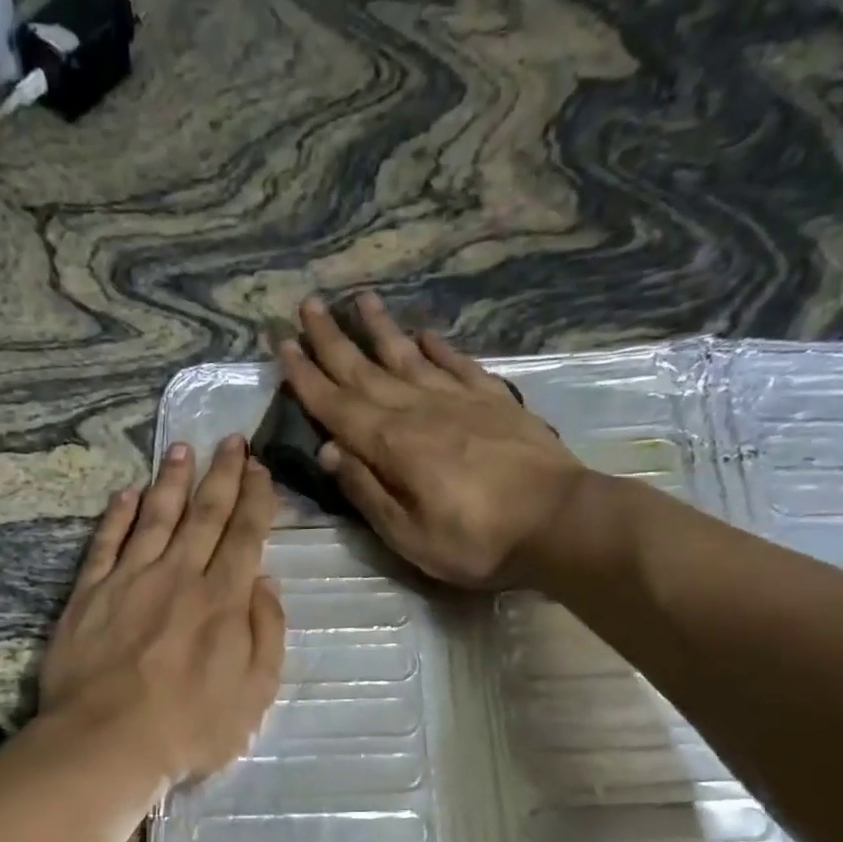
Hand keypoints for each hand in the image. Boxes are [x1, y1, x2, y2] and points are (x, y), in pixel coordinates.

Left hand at [39, 436, 285, 785]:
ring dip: (171, 481)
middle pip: (204, 515)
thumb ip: (266, 633)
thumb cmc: (189, 728)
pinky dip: (118, 516)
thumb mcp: (255, 693)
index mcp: (222, 599)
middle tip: (230, 441)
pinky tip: (126, 494)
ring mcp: (129, 580)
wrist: (106, 742)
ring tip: (181, 449)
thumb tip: (265, 581)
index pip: (244, 536)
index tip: (260, 469)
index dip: (256, 500)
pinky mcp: (89, 593)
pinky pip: (106, 542)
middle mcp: (178, 576)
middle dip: (221, 475)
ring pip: (155, 517)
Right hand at [278, 294, 587, 587]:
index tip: (283, 345)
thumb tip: (330, 450)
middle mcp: (419, 410)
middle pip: (366, 370)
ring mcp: (460, 400)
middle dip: (332, 340)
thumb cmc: (476, 542)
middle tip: (306, 305)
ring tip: (359, 299)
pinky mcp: (494, 401)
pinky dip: (438, 348)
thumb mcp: (408, 535)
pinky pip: (457, 365)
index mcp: (392, 445)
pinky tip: (425, 334)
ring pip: (408, 357)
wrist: (559, 522)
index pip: (337, 405)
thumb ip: (366, 491)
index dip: (307, 377)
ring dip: (380, 330)